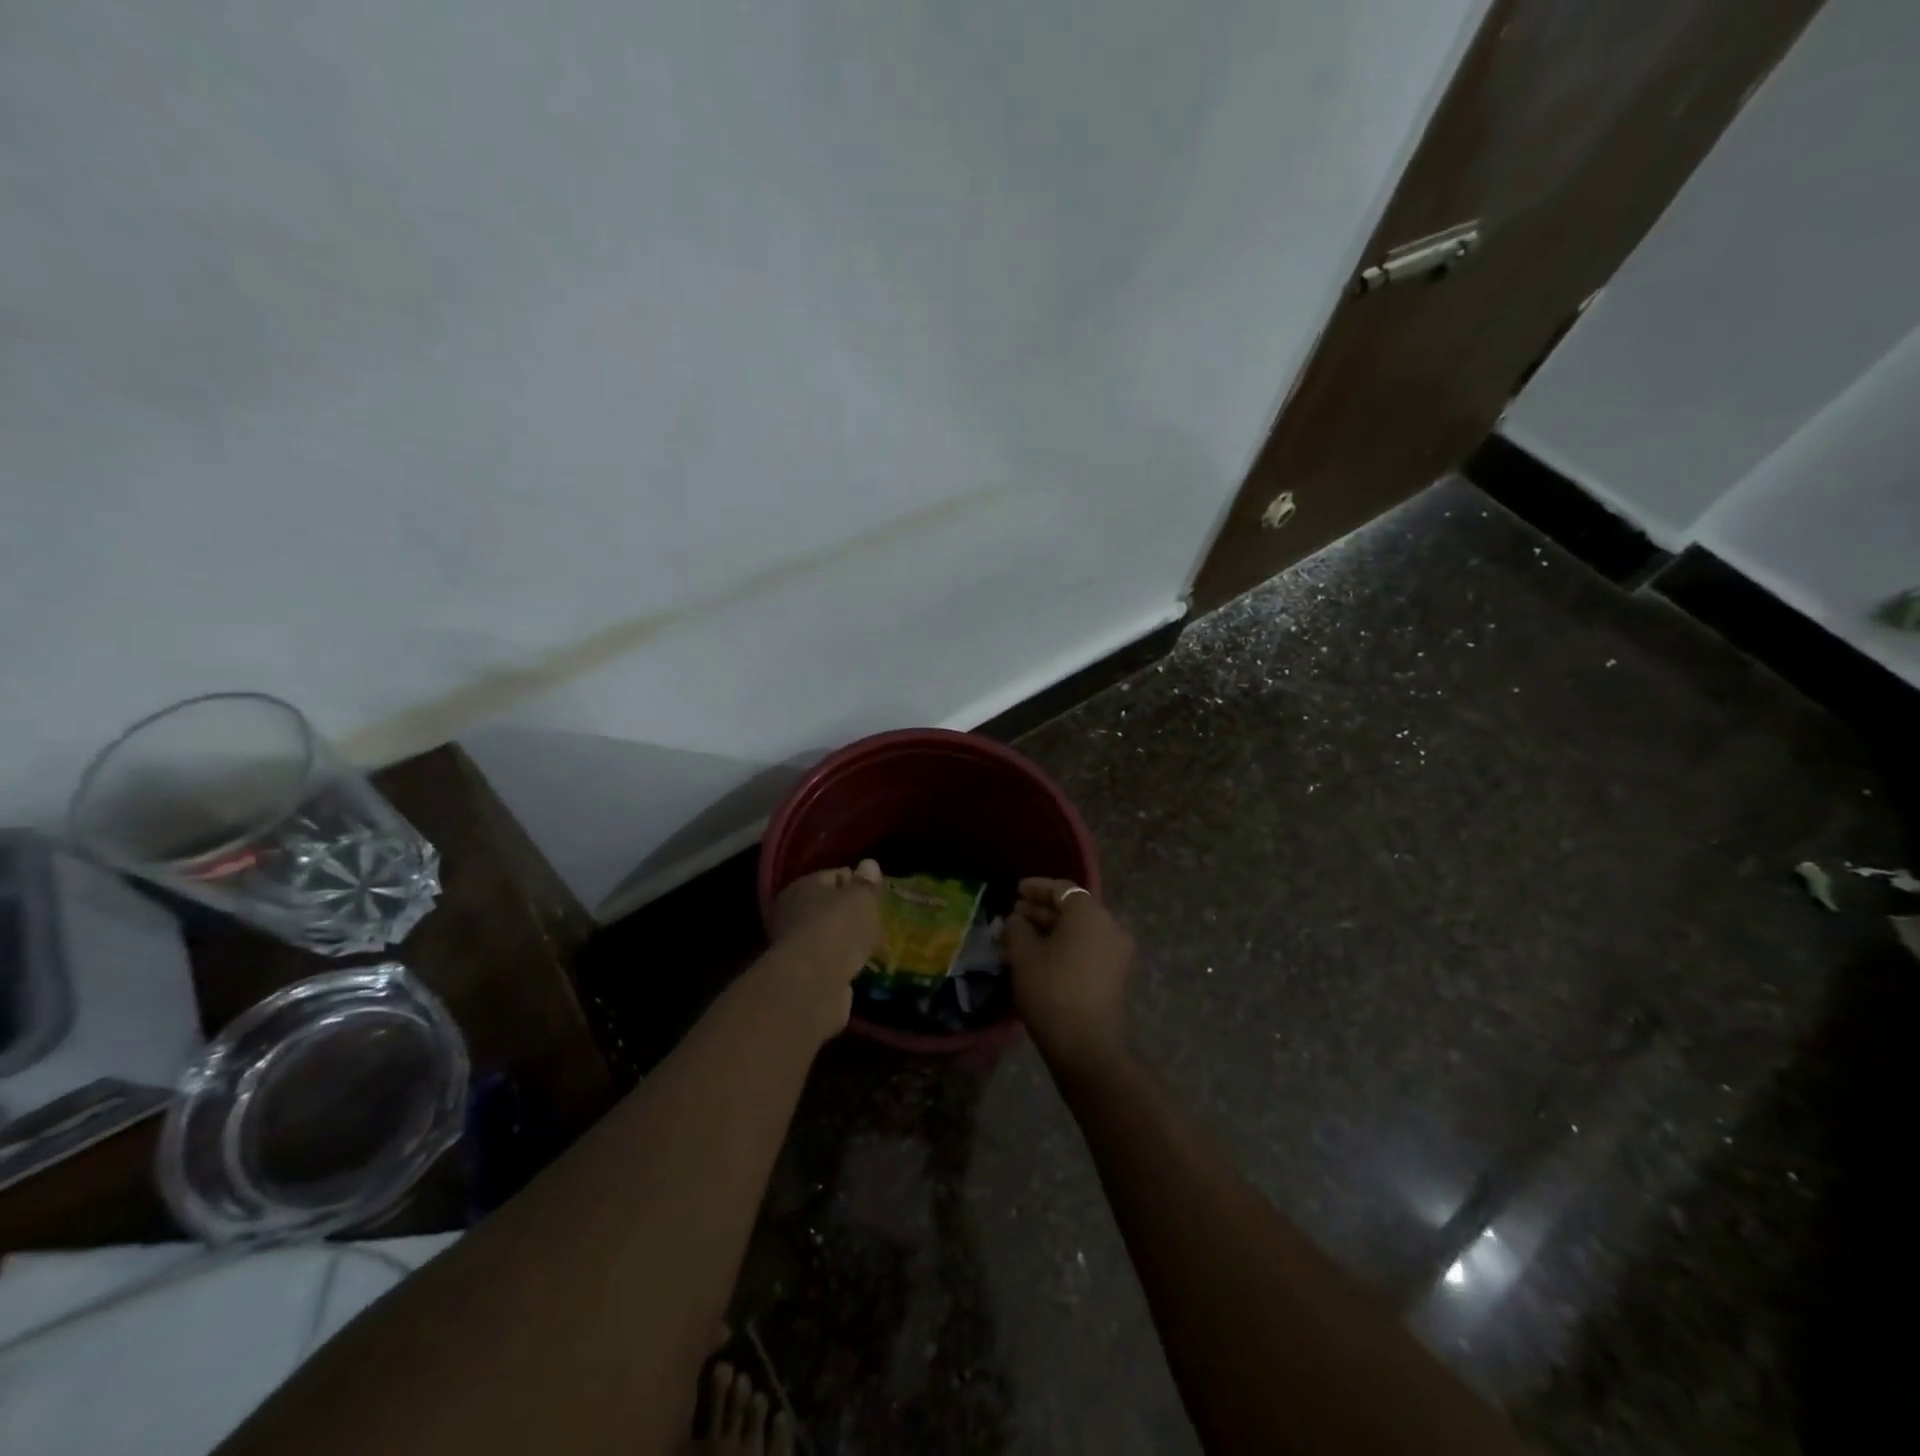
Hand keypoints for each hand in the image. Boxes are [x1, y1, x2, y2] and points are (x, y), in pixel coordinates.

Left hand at [766, 860, 883, 1036]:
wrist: (814, 983)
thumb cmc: (839, 928)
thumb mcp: (861, 898)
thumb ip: (866, 883)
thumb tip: (868, 864)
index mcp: (803, 886)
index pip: (833, 876)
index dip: (857, 883)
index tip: (877, 896)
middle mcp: (793, 913)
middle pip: (830, 908)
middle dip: (853, 915)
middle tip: (879, 922)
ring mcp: (796, 946)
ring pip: (831, 937)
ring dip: (850, 942)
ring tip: (875, 948)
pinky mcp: (804, 975)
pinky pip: (832, 962)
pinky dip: (845, 965)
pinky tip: (863, 968)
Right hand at [1001, 878, 1133, 1076]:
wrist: (1085, 1045)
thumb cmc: (1051, 989)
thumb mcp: (1023, 955)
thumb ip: (1017, 928)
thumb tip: (1017, 920)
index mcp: (1089, 913)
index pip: (1062, 889)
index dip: (1036, 887)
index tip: (1015, 891)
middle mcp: (1110, 926)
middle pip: (1073, 909)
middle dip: (1042, 910)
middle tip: (1015, 915)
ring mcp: (1117, 952)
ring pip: (1080, 930)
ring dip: (1052, 930)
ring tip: (1022, 936)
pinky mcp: (1116, 975)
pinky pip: (1088, 948)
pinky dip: (1066, 946)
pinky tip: (1041, 956)